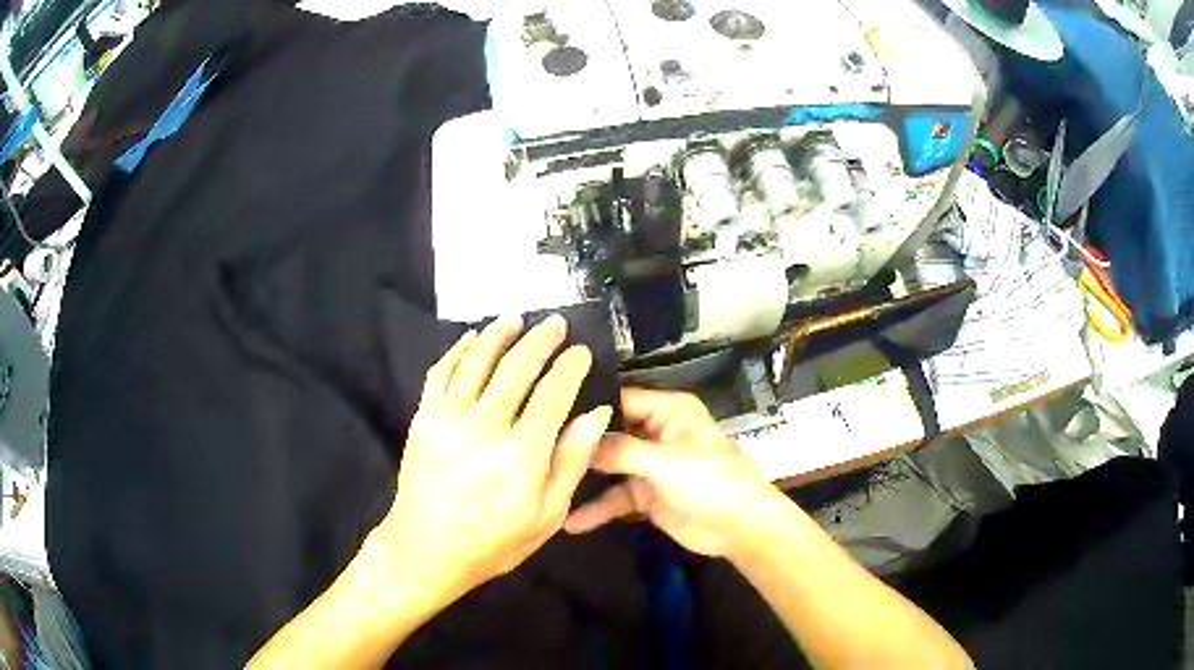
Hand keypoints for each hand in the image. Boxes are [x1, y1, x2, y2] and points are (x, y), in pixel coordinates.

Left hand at [372, 315, 612, 601]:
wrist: (427, 548)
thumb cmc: (494, 540)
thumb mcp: (547, 514)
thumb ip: (572, 461)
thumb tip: (595, 413)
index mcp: (523, 451)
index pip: (553, 392)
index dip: (570, 366)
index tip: (581, 351)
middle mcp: (486, 424)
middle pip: (517, 366)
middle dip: (540, 340)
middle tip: (554, 323)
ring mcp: (449, 417)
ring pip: (477, 360)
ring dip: (499, 334)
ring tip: (515, 319)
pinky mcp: (424, 417)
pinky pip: (440, 372)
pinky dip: (457, 350)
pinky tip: (471, 338)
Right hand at [565, 388, 782, 557]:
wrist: (740, 527)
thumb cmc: (711, 482)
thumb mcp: (665, 462)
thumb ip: (621, 451)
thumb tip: (577, 441)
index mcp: (667, 411)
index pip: (620, 398)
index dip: (588, 406)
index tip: (546, 412)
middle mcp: (655, 432)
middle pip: (609, 433)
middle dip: (579, 444)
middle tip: (534, 449)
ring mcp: (649, 465)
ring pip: (608, 467)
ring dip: (584, 479)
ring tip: (544, 485)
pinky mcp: (646, 495)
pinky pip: (615, 497)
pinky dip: (597, 509)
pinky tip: (570, 522)